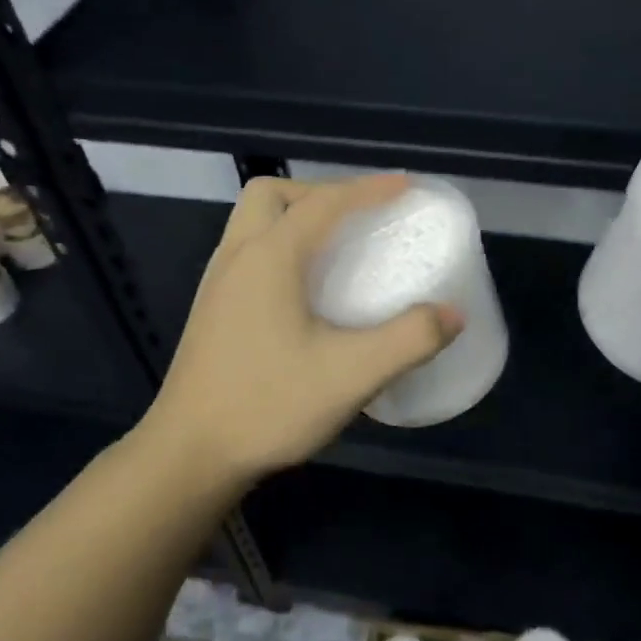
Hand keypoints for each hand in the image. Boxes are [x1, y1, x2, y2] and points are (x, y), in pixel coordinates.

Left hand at [146, 174, 462, 483]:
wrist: (188, 456)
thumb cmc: (268, 405)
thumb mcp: (351, 375)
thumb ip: (409, 340)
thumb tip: (453, 314)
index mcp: (269, 257)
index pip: (324, 202)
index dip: (368, 189)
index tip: (406, 185)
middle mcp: (237, 257)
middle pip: (272, 194)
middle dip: (319, 192)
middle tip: (358, 216)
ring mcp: (218, 283)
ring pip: (253, 221)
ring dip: (295, 215)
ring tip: (336, 245)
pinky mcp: (212, 309)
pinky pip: (248, 250)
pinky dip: (281, 244)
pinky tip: (305, 287)